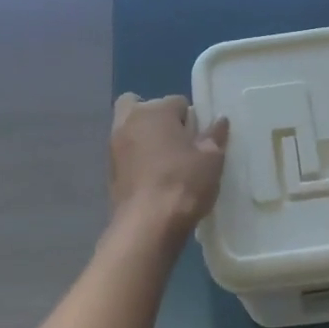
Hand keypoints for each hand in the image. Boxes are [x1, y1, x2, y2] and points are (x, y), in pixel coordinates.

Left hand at [109, 94, 230, 234]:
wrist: (147, 225)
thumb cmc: (183, 183)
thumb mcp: (211, 159)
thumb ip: (214, 136)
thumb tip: (219, 120)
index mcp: (155, 111)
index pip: (178, 102)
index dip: (191, 120)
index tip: (199, 139)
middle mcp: (129, 121)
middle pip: (141, 106)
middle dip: (156, 117)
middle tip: (175, 141)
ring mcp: (114, 146)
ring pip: (130, 130)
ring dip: (145, 138)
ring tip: (166, 162)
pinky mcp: (109, 171)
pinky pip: (125, 154)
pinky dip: (136, 159)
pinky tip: (153, 179)